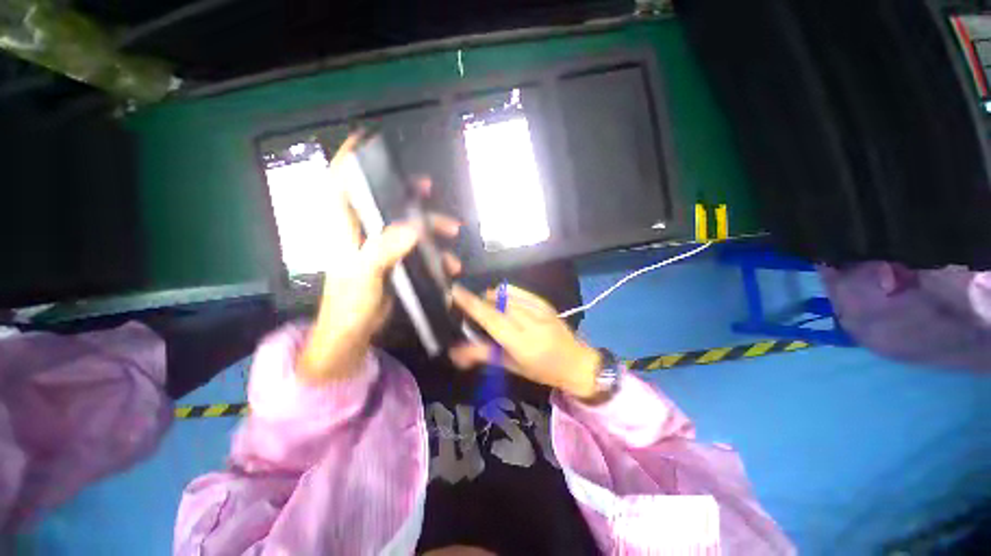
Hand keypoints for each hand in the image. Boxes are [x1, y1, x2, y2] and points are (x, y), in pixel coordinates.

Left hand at [299, 136, 460, 383]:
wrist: (354, 333)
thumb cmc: (349, 304)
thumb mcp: (364, 275)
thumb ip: (384, 250)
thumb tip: (414, 229)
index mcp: (345, 230)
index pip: (340, 186)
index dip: (348, 161)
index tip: (364, 141)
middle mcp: (362, 233)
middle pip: (383, 201)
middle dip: (405, 192)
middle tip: (427, 187)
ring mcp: (380, 248)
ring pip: (406, 225)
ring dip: (431, 226)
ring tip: (452, 230)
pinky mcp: (394, 262)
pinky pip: (417, 248)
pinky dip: (434, 252)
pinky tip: (448, 263)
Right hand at [449, 284, 601, 399]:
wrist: (576, 362)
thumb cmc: (542, 371)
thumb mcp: (512, 366)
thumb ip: (483, 355)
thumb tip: (456, 351)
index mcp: (522, 343)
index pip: (491, 319)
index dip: (471, 304)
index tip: (455, 292)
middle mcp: (531, 323)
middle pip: (497, 304)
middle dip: (479, 302)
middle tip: (470, 310)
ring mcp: (540, 310)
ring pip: (506, 295)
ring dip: (491, 299)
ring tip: (487, 308)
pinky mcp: (545, 303)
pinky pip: (519, 291)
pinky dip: (505, 294)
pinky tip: (502, 301)